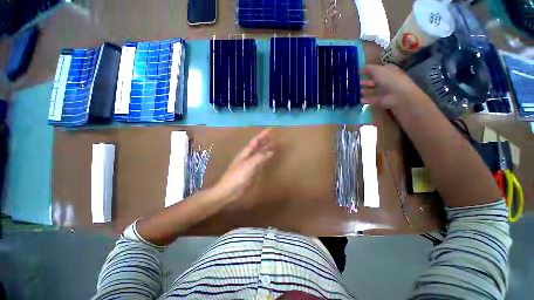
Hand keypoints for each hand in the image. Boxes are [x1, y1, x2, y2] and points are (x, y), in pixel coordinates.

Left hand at [212, 128, 273, 203]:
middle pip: (257, 146)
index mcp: (245, 153)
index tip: (271, 129)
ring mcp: (249, 163)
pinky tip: (268, 157)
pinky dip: (264, 157)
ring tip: (273, 144)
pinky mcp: (251, 170)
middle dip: (265, 140)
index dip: (263, 134)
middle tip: (274, 136)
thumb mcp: (248, 165)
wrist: (228, 190)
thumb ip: (259, 158)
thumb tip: (270, 151)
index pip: (255, 141)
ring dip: (265, 148)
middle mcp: (247, 156)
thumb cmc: (236, 176)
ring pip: (259, 153)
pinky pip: (259, 161)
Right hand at [360, 64, 429, 110]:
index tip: (358, 72)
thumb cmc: (389, 79)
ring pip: (371, 90)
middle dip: (365, 82)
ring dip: (364, 90)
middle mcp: (385, 82)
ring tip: (355, 90)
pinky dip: (364, 99)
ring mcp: (382, 92)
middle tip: (356, 82)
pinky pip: (369, 99)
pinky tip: (358, 99)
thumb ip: (370, 68)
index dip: (368, 70)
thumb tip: (361, 67)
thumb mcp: (379, 70)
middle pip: (373, 81)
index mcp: (388, 72)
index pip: (377, 70)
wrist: (397, 95)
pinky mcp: (378, 101)